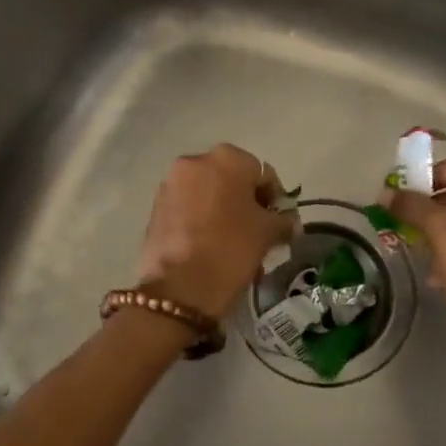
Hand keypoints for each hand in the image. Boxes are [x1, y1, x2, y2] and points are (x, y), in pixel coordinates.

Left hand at [137, 144, 294, 319]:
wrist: (179, 287)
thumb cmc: (230, 248)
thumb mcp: (268, 233)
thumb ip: (283, 221)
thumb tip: (289, 222)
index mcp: (227, 158)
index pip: (262, 174)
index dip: (273, 200)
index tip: (277, 224)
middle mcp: (195, 161)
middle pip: (232, 180)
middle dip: (246, 204)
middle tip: (256, 234)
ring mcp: (171, 183)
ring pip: (209, 194)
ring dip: (223, 212)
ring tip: (233, 244)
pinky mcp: (156, 206)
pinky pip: (189, 208)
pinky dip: (202, 221)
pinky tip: (209, 247)